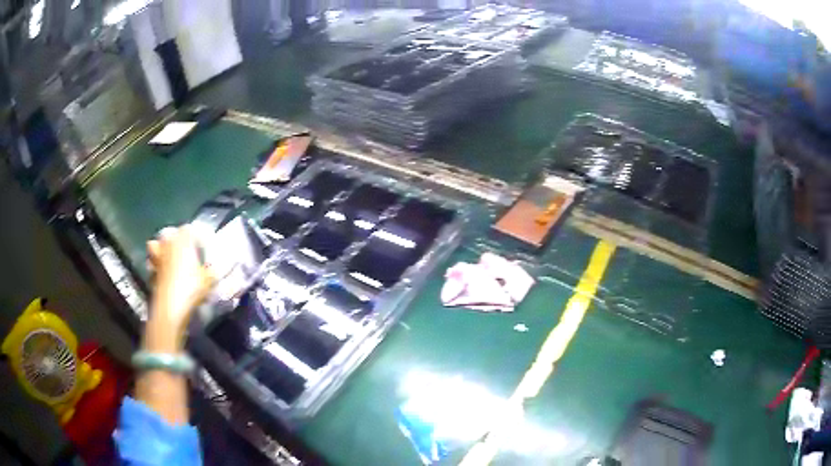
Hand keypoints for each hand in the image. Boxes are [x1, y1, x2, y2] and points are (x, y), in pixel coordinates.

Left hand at [145, 225, 213, 351]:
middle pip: (170, 233)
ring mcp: (156, 257)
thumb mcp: (209, 280)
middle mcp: (167, 243)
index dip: (198, 236)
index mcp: (183, 239)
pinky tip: (163, 276)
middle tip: (185, 250)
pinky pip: (153, 265)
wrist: (170, 307)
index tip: (205, 247)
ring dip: (161, 249)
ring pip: (155, 245)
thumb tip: (215, 269)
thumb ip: (212, 272)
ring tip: (169, 258)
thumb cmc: (191, 287)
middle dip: (176, 239)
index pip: (190, 229)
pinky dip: (156, 268)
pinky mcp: (150, 272)